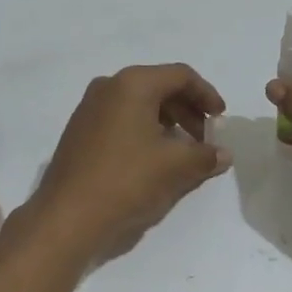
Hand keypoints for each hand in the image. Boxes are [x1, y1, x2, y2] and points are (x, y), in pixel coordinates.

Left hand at [22, 64, 229, 262]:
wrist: (67, 216)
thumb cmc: (127, 180)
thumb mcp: (175, 167)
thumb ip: (205, 155)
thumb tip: (223, 154)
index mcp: (132, 84)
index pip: (180, 75)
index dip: (207, 94)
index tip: (221, 119)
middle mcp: (108, 86)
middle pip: (159, 86)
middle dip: (187, 109)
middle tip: (204, 138)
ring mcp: (89, 108)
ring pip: (138, 103)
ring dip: (166, 121)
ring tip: (182, 150)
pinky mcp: (79, 131)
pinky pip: (120, 119)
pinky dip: (143, 130)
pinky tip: (153, 158)